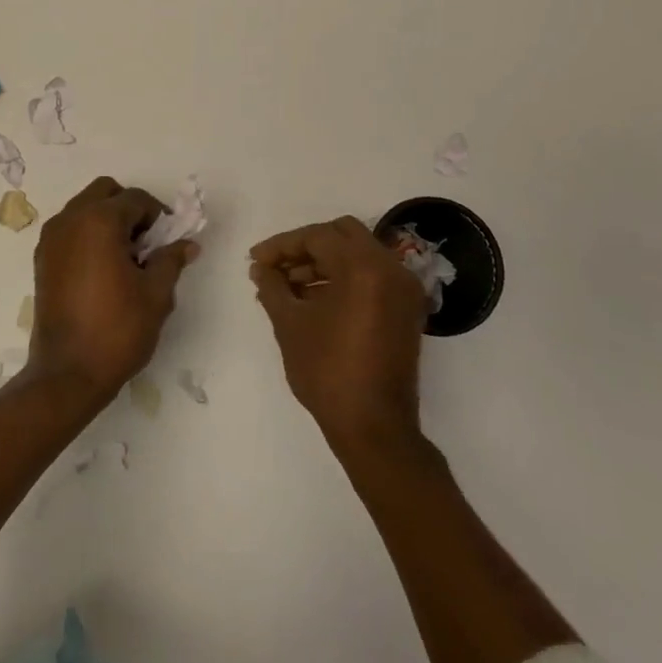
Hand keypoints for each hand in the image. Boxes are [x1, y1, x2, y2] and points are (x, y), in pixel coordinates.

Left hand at [31, 177, 198, 400]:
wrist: (67, 374)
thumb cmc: (117, 330)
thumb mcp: (156, 295)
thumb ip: (170, 260)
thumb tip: (187, 244)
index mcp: (99, 221)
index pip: (136, 199)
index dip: (158, 216)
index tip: (169, 241)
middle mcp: (70, 220)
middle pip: (105, 192)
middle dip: (129, 209)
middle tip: (146, 243)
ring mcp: (51, 239)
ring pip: (84, 208)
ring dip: (107, 220)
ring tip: (125, 259)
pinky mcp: (42, 259)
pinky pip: (69, 230)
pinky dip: (88, 235)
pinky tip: (103, 270)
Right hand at [250, 216, 430, 454]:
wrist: (374, 427)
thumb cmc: (327, 371)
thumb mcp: (289, 324)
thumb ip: (272, 287)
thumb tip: (260, 268)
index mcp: (364, 267)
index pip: (318, 237)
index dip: (282, 245)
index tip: (256, 261)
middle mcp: (391, 269)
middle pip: (342, 235)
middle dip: (305, 247)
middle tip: (276, 267)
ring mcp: (403, 290)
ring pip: (358, 255)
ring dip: (323, 263)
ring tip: (287, 287)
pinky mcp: (405, 310)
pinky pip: (371, 277)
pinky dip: (343, 279)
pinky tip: (312, 300)